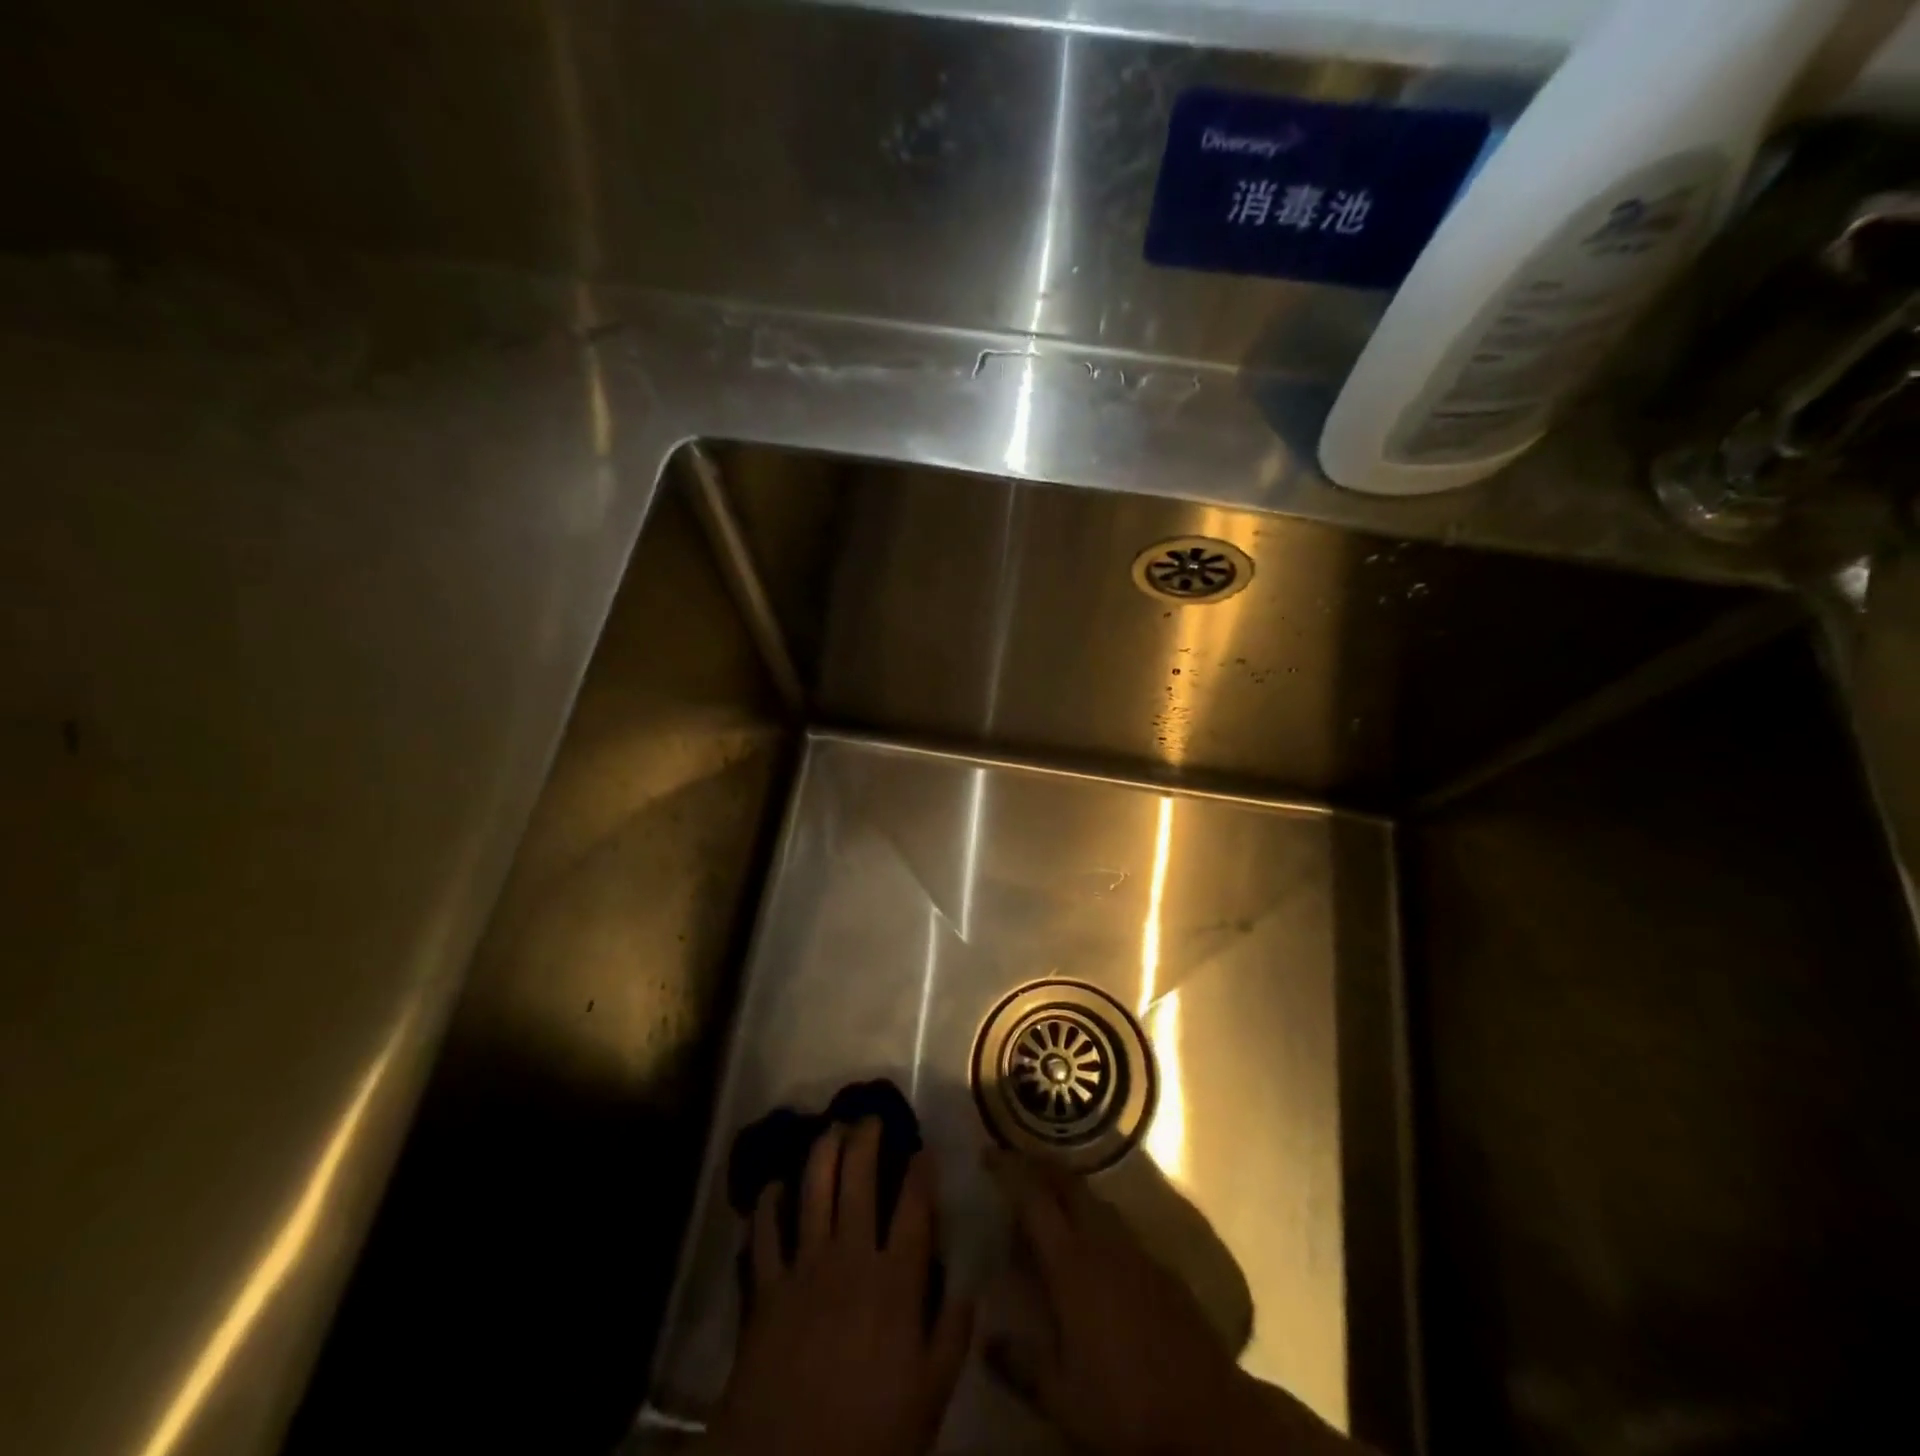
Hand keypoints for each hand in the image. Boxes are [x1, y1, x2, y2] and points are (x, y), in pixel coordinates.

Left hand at [708, 1120, 972, 1455]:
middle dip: (866, 1140)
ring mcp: (804, 1266)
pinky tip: (774, 1186)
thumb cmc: (868, 1433)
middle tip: (870, 1118)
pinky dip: (768, 1205)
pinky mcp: (766, 1286)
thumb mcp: (929, 1397)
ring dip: (822, 1152)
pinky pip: (765, 1232)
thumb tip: (969, 1286)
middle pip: (859, 1179)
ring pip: (813, 1190)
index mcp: (895, 1281)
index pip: (914, 1208)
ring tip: (830, 1128)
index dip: (921, 1171)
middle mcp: (850, 1257)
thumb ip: (952, 1337)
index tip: (924, 1149)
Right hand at [985, 1150, 1363, 1455]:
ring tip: (1044, 1197)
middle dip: (1039, 1164)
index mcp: (1072, 1263)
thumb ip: (1020, 1364)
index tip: (987, 1153)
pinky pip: (1115, 1222)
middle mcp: (1102, 1241)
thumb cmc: (1126, 1406)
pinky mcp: (1159, 1265)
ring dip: (1066, 1187)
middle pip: (1067, 1183)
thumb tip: (985, 1337)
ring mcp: (1135, 1249)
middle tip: (1013, 1161)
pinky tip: (1087, 1241)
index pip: (1034, 1199)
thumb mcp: (1062, 1397)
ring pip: (1093, 1199)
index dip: (1009, 1171)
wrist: (1210, 1416)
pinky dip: (1091, 1215)